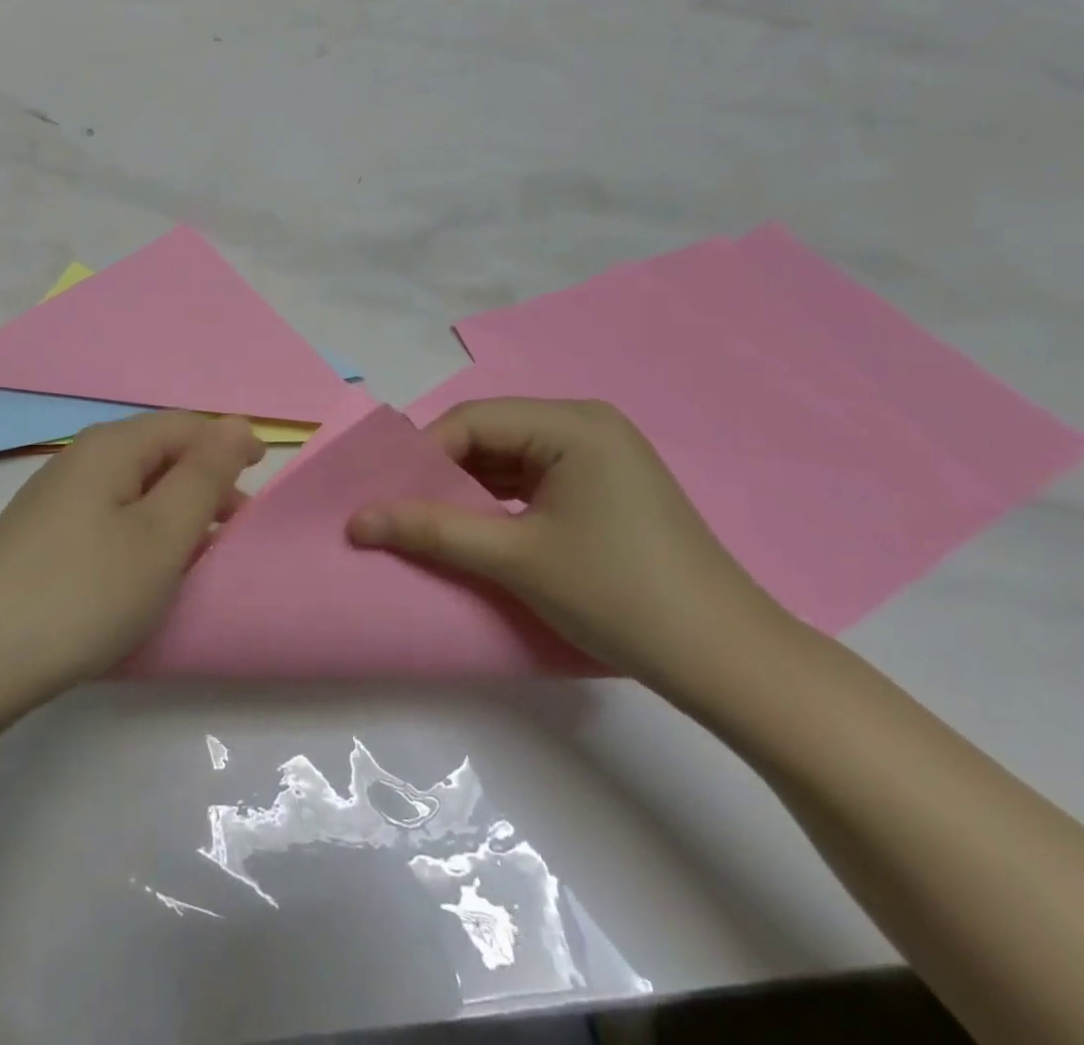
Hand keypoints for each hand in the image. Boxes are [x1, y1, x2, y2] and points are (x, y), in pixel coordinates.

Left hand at [0, 412, 264, 703]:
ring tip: (198, 556)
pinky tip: (143, 574)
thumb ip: (204, 475)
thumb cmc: (83, 591)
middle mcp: (79, 460)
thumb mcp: (160, 533)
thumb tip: (237, 424)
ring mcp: (53, 499)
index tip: (262, 484)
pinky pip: (106, 518)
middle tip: (236, 530)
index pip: (185, 426)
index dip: (227, 446)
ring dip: (173, 513)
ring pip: (132, 489)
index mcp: (111, 447)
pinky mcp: (38, 538)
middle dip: (204, 483)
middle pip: (158, 454)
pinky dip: (139, 535)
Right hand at [347, 398, 794, 697]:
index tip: (387, 499)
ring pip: (508, 462)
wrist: (728, 662)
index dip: (422, 457)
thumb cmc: (618, 595)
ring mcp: (599, 458)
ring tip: (429, 527)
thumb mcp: (515, 559)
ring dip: (468, 493)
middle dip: (442, 476)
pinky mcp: (604, 490)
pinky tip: (476, 533)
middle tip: (401, 514)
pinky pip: (533, 483)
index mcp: (572, 423)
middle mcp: (586, 426)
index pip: (472, 421)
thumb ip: (431, 530)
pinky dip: (499, 505)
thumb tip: (355, 520)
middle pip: (489, 437)